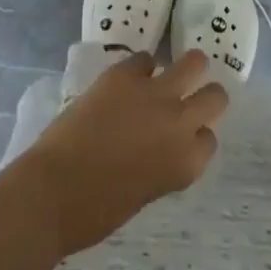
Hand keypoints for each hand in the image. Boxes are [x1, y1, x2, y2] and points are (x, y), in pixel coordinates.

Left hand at [12, 50, 228, 257]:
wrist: (55, 190)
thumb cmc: (97, 211)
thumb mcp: (145, 192)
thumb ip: (163, 163)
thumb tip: (160, 144)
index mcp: (185, 163)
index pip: (209, 140)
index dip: (197, 136)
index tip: (186, 137)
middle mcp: (179, 123)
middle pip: (215, 97)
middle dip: (206, 96)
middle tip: (192, 97)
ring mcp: (153, 93)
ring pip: (193, 63)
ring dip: (187, 68)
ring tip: (177, 71)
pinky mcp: (124, 74)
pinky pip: (145, 58)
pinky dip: (142, 67)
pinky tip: (130, 78)